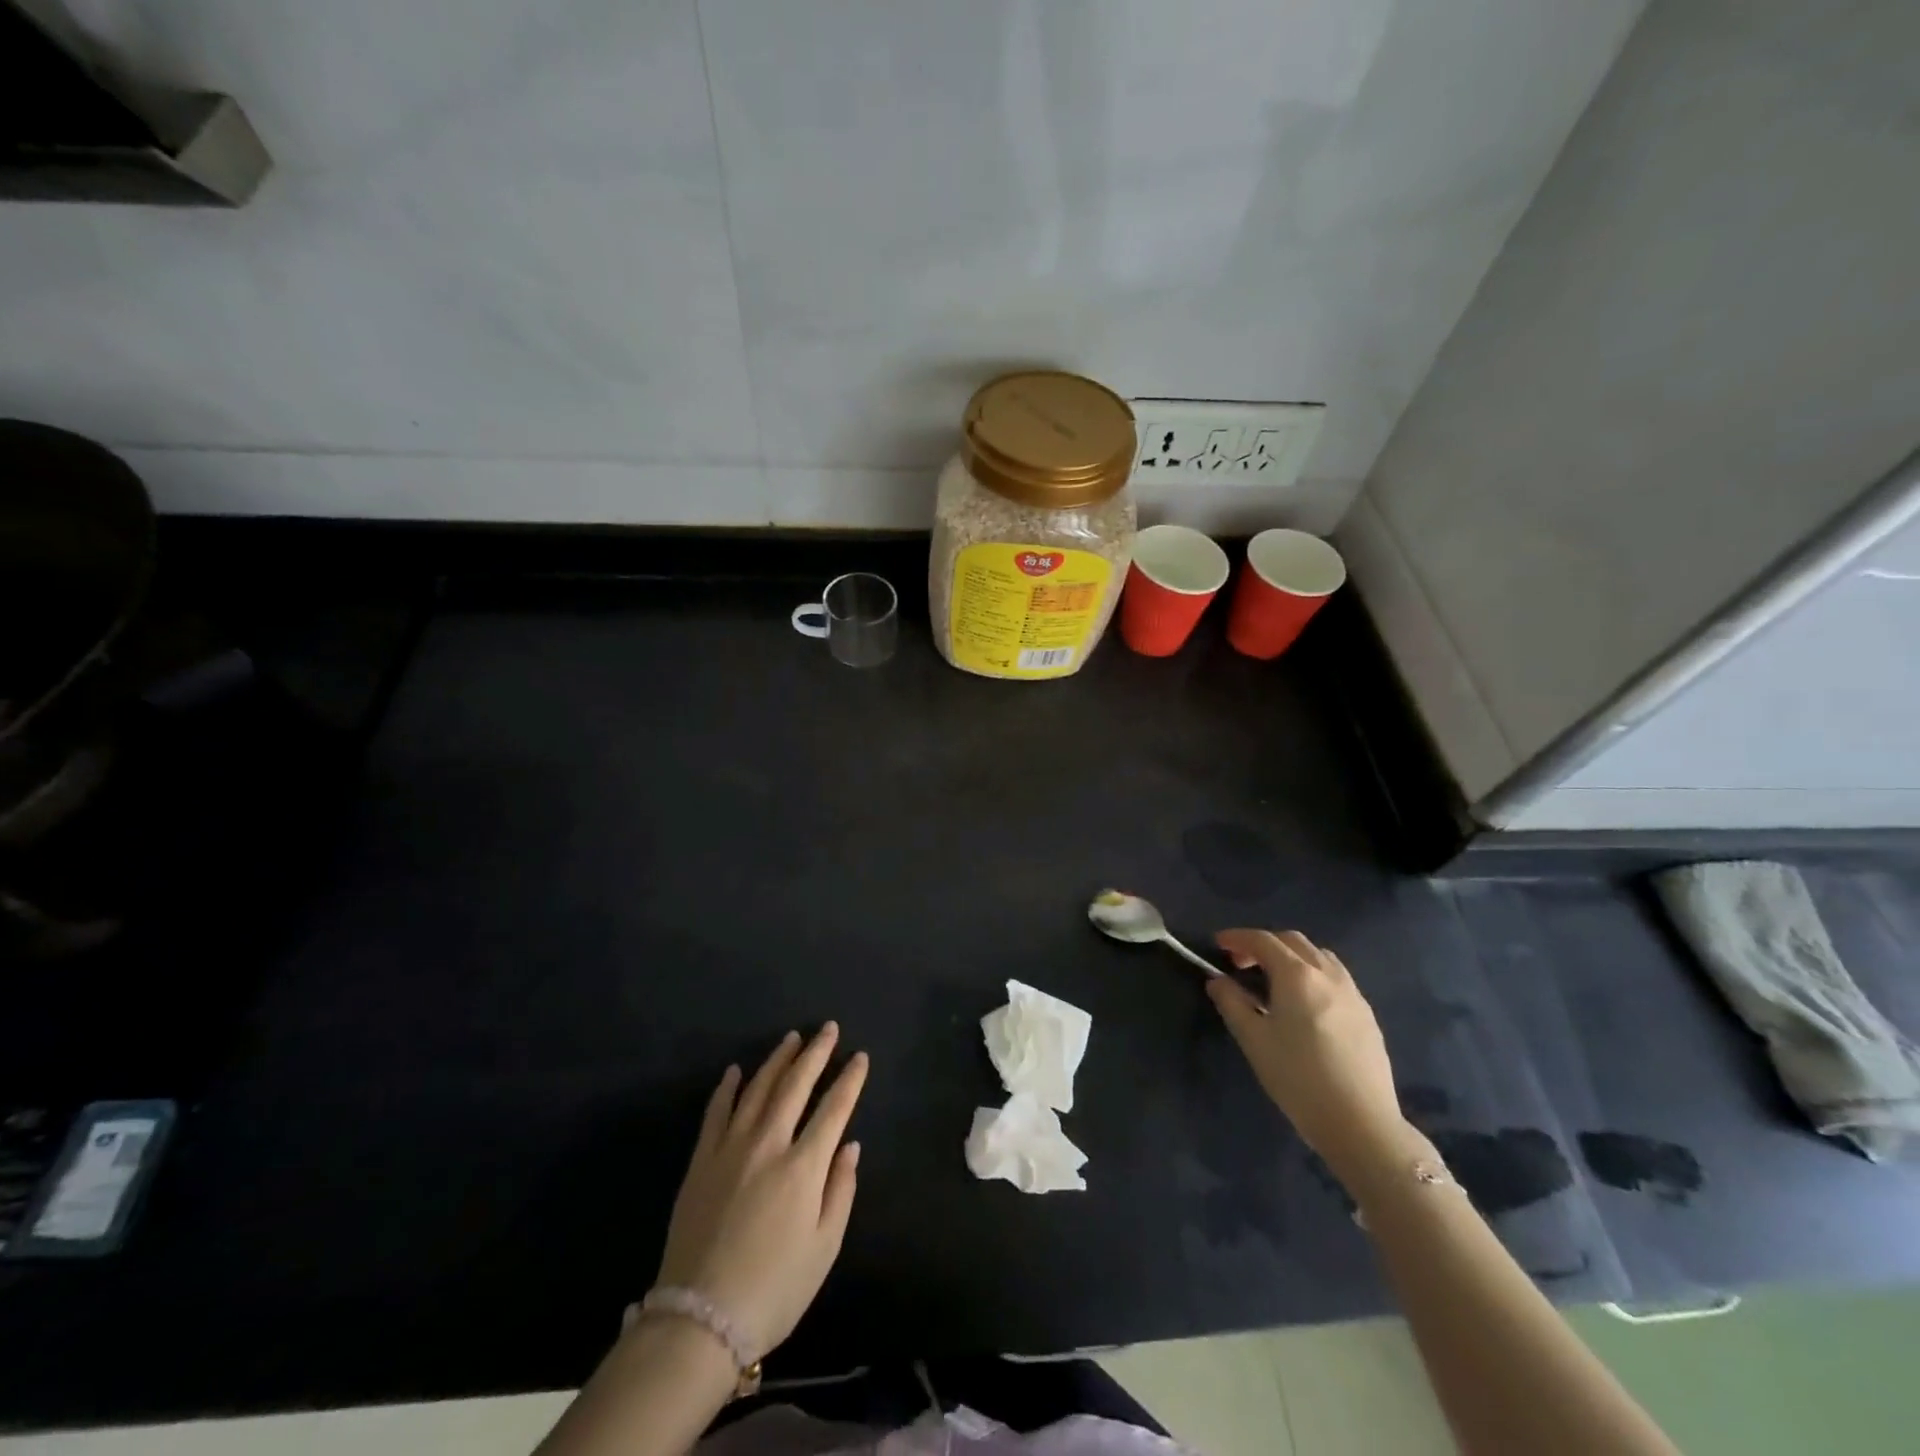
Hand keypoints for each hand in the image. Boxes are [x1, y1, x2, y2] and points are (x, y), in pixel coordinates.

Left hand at [652, 1023, 868, 1359]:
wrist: (699, 1321)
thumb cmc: (774, 1288)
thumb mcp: (824, 1248)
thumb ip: (841, 1191)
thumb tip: (850, 1146)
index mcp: (804, 1166)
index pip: (834, 1108)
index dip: (850, 1079)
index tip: (860, 1057)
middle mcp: (769, 1144)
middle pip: (796, 1085)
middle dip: (816, 1053)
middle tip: (829, 1029)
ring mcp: (730, 1148)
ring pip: (758, 1088)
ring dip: (777, 1060)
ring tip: (792, 1038)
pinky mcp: (701, 1161)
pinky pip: (716, 1112)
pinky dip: (727, 1088)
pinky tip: (735, 1071)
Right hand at [1209, 930, 1419, 1186]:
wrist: (1360, 1123)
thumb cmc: (1298, 1078)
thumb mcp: (1253, 1040)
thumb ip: (1231, 1003)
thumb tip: (1218, 981)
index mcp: (1297, 975)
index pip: (1263, 940)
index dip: (1237, 937)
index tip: (1218, 944)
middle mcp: (1327, 974)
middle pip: (1293, 941)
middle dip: (1264, 944)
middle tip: (1241, 964)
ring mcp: (1353, 993)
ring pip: (1319, 956)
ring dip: (1291, 956)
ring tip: (1274, 980)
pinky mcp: (1367, 1015)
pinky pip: (1336, 977)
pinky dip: (1312, 973)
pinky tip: (1305, 1003)